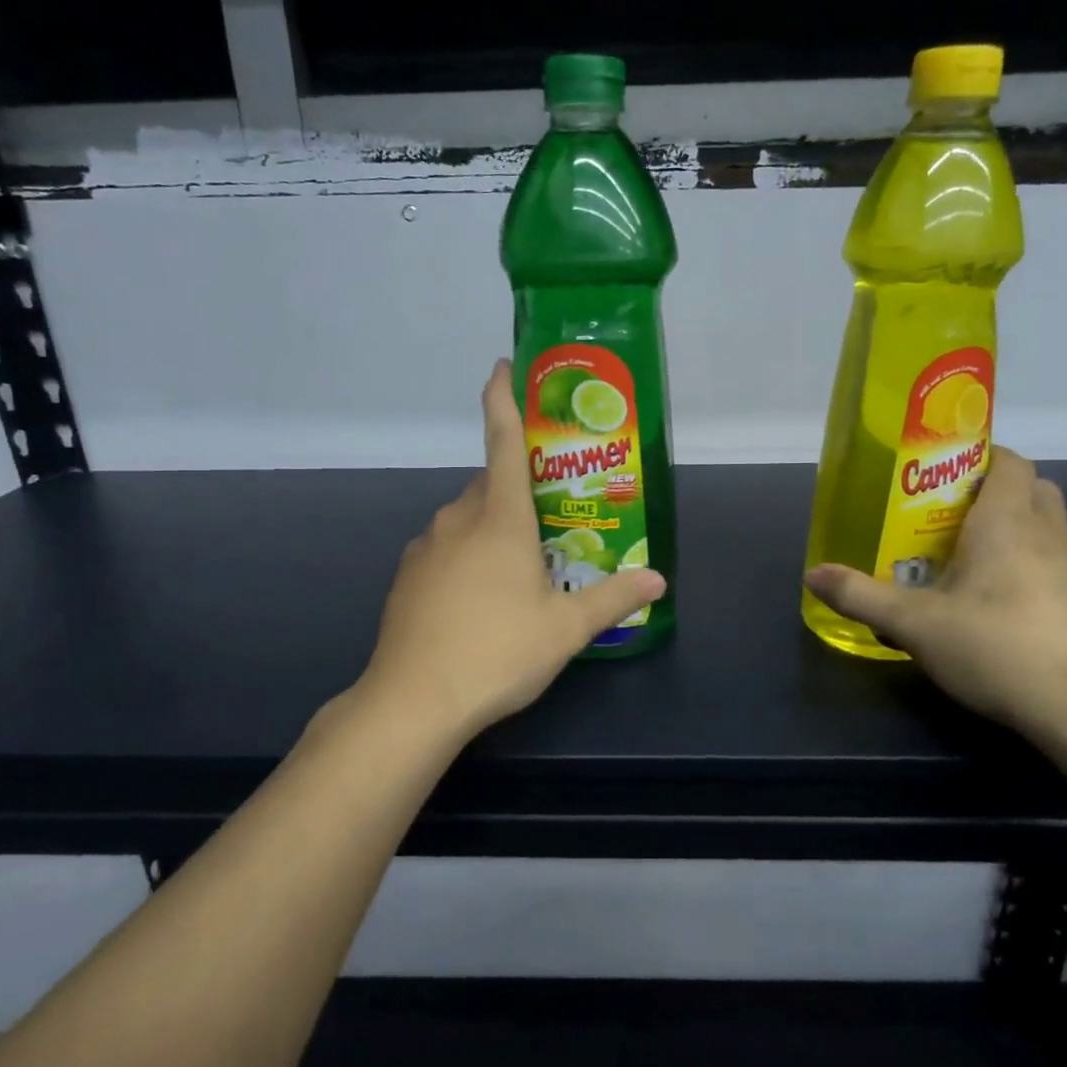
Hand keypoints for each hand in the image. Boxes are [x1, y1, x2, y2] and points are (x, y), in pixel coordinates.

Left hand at [359, 361, 666, 741]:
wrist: (413, 700)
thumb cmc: (497, 652)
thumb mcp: (566, 629)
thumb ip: (614, 598)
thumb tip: (658, 580)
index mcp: (500, 517)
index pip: (504, 441)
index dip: (503, 398)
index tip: (502, 366)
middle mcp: (458, 519)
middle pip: (491, 483)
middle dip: (519, 487)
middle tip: (551, 514)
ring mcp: (427, 546)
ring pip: (467, 517)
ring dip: (494, 525)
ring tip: (521, 567)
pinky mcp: (408, 575)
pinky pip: (446, 546)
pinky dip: (467, 554)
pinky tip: (481, 598)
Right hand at [803, 448, 1066, 744]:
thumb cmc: (997, 647)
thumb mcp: (914, 624)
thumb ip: (860, 596)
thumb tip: (812, 575)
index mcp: (1007, 520)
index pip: (1008, 461)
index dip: (979, 455)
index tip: (940, 471)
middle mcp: (1048, 532)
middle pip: (1029, 487)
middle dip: (993, 489)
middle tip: (946, 512)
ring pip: (1045, 524)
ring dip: (1012, 527)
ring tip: (964, 556)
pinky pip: (1054, 561)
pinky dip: (1027, 562)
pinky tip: (995, 600)